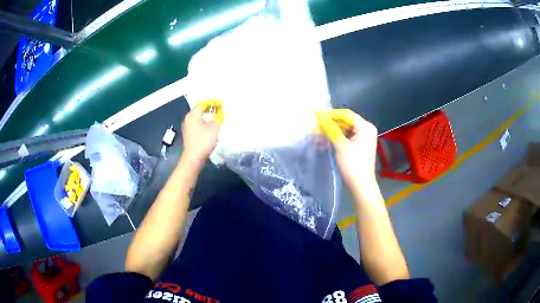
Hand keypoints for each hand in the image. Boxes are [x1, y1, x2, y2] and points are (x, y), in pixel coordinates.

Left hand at [181, 105, 220, 166]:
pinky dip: (205, 123)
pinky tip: (211, 127)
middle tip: (221, 111)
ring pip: (199, 117)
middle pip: (200, 110)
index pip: (203, 103)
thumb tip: (221, 112)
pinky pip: (198, 124)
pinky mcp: (189, 133)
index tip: (221, 105)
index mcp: (193, 114)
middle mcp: (188, 118)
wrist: (194, 158)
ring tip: (217, 119)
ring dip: (208, 117)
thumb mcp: (214, 128)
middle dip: (211, 109)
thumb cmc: (203, 141)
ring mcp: (188, 126)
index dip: (213, 103)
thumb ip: (219, 117)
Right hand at [317, 109, 377, 186]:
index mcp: (365, 127)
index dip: (331, 114)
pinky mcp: (359, 146)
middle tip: (315, 126)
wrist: (361, 185)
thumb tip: (321, 117)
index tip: (317, 115)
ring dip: (331, 132)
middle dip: (330, 124)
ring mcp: (363, 138)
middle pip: (346, 122)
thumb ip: (331, 129)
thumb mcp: (341, 145)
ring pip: (344, 130)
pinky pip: (346, 138)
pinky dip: (336, 139)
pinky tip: (323, 143)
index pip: (346, 115)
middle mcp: (366, 129)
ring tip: (316, 136)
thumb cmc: (353, 164)